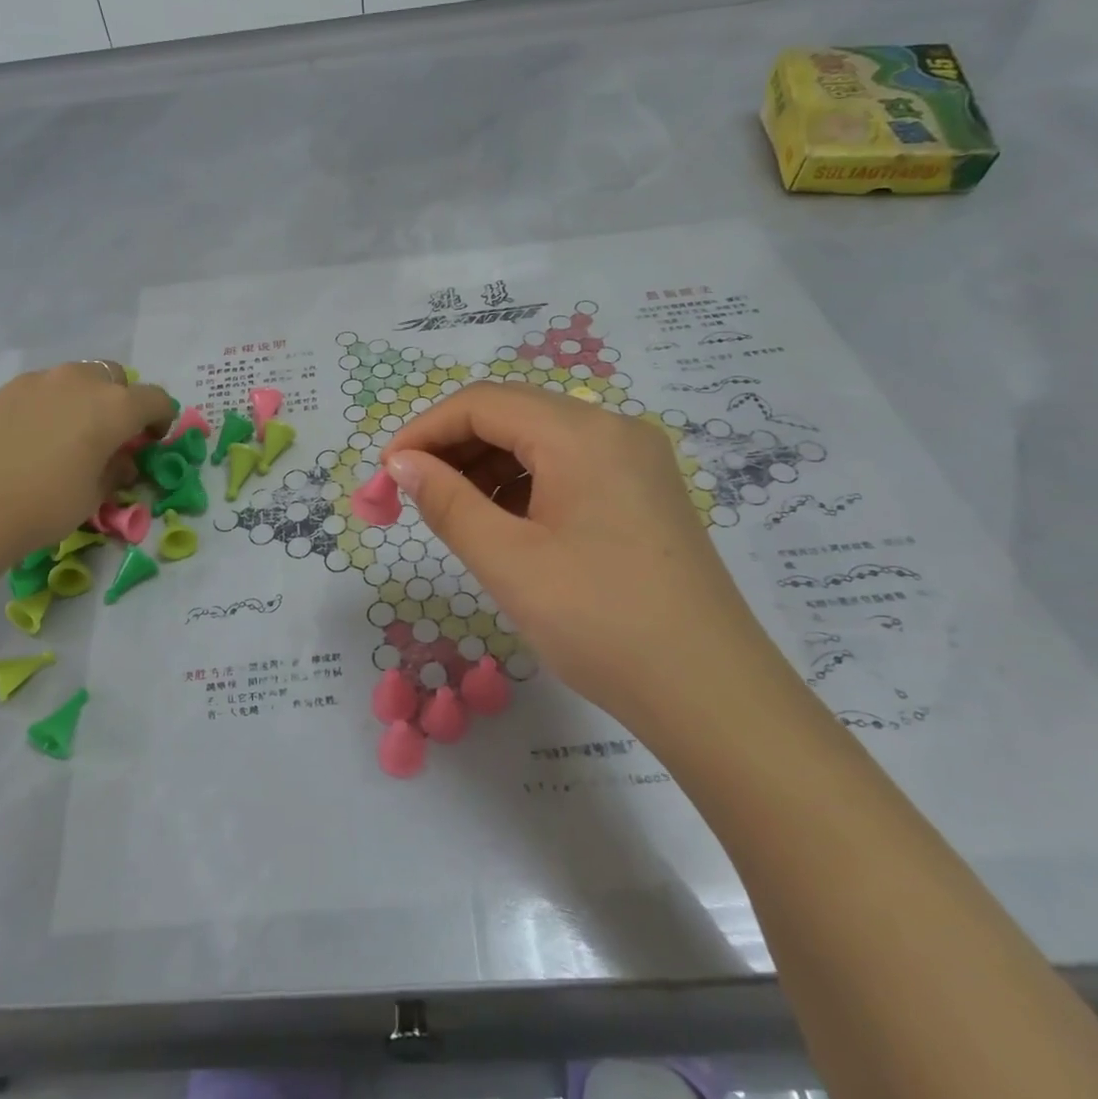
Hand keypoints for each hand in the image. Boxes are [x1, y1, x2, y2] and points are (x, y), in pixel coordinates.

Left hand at [0, 361, 173, 547]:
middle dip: (120, 401)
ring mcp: (39, 380)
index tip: (151, 442)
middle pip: (115, 377)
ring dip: (83, 400)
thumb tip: (119, 461)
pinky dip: (49, 406)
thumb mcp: (94, 496)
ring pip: (75, 379)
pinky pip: (41, 390)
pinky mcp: (5, 389)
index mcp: (115, 406)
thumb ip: (114, 471)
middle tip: (110, 435)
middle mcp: (81, 382)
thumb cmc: (45, 503)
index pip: (156, 400)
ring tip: (67, 436)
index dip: (161, 420)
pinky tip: (32, 438)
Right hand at [383, 382, 786, 727]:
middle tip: (410, 495)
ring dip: (486, 467)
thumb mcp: (509, 561)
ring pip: (540, 441)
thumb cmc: (601, 623)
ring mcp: (636, 461)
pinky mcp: (644, 494)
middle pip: (513, 414)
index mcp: (582, 433)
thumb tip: (401, 464)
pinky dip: (524, 485)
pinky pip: (568, 468)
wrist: (712, 695)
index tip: (385, 474)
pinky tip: (503, 525)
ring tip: (452, 514)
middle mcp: (614, 430)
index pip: (483, 403)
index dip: (424, 430)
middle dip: (453, 447)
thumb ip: (447, 502)